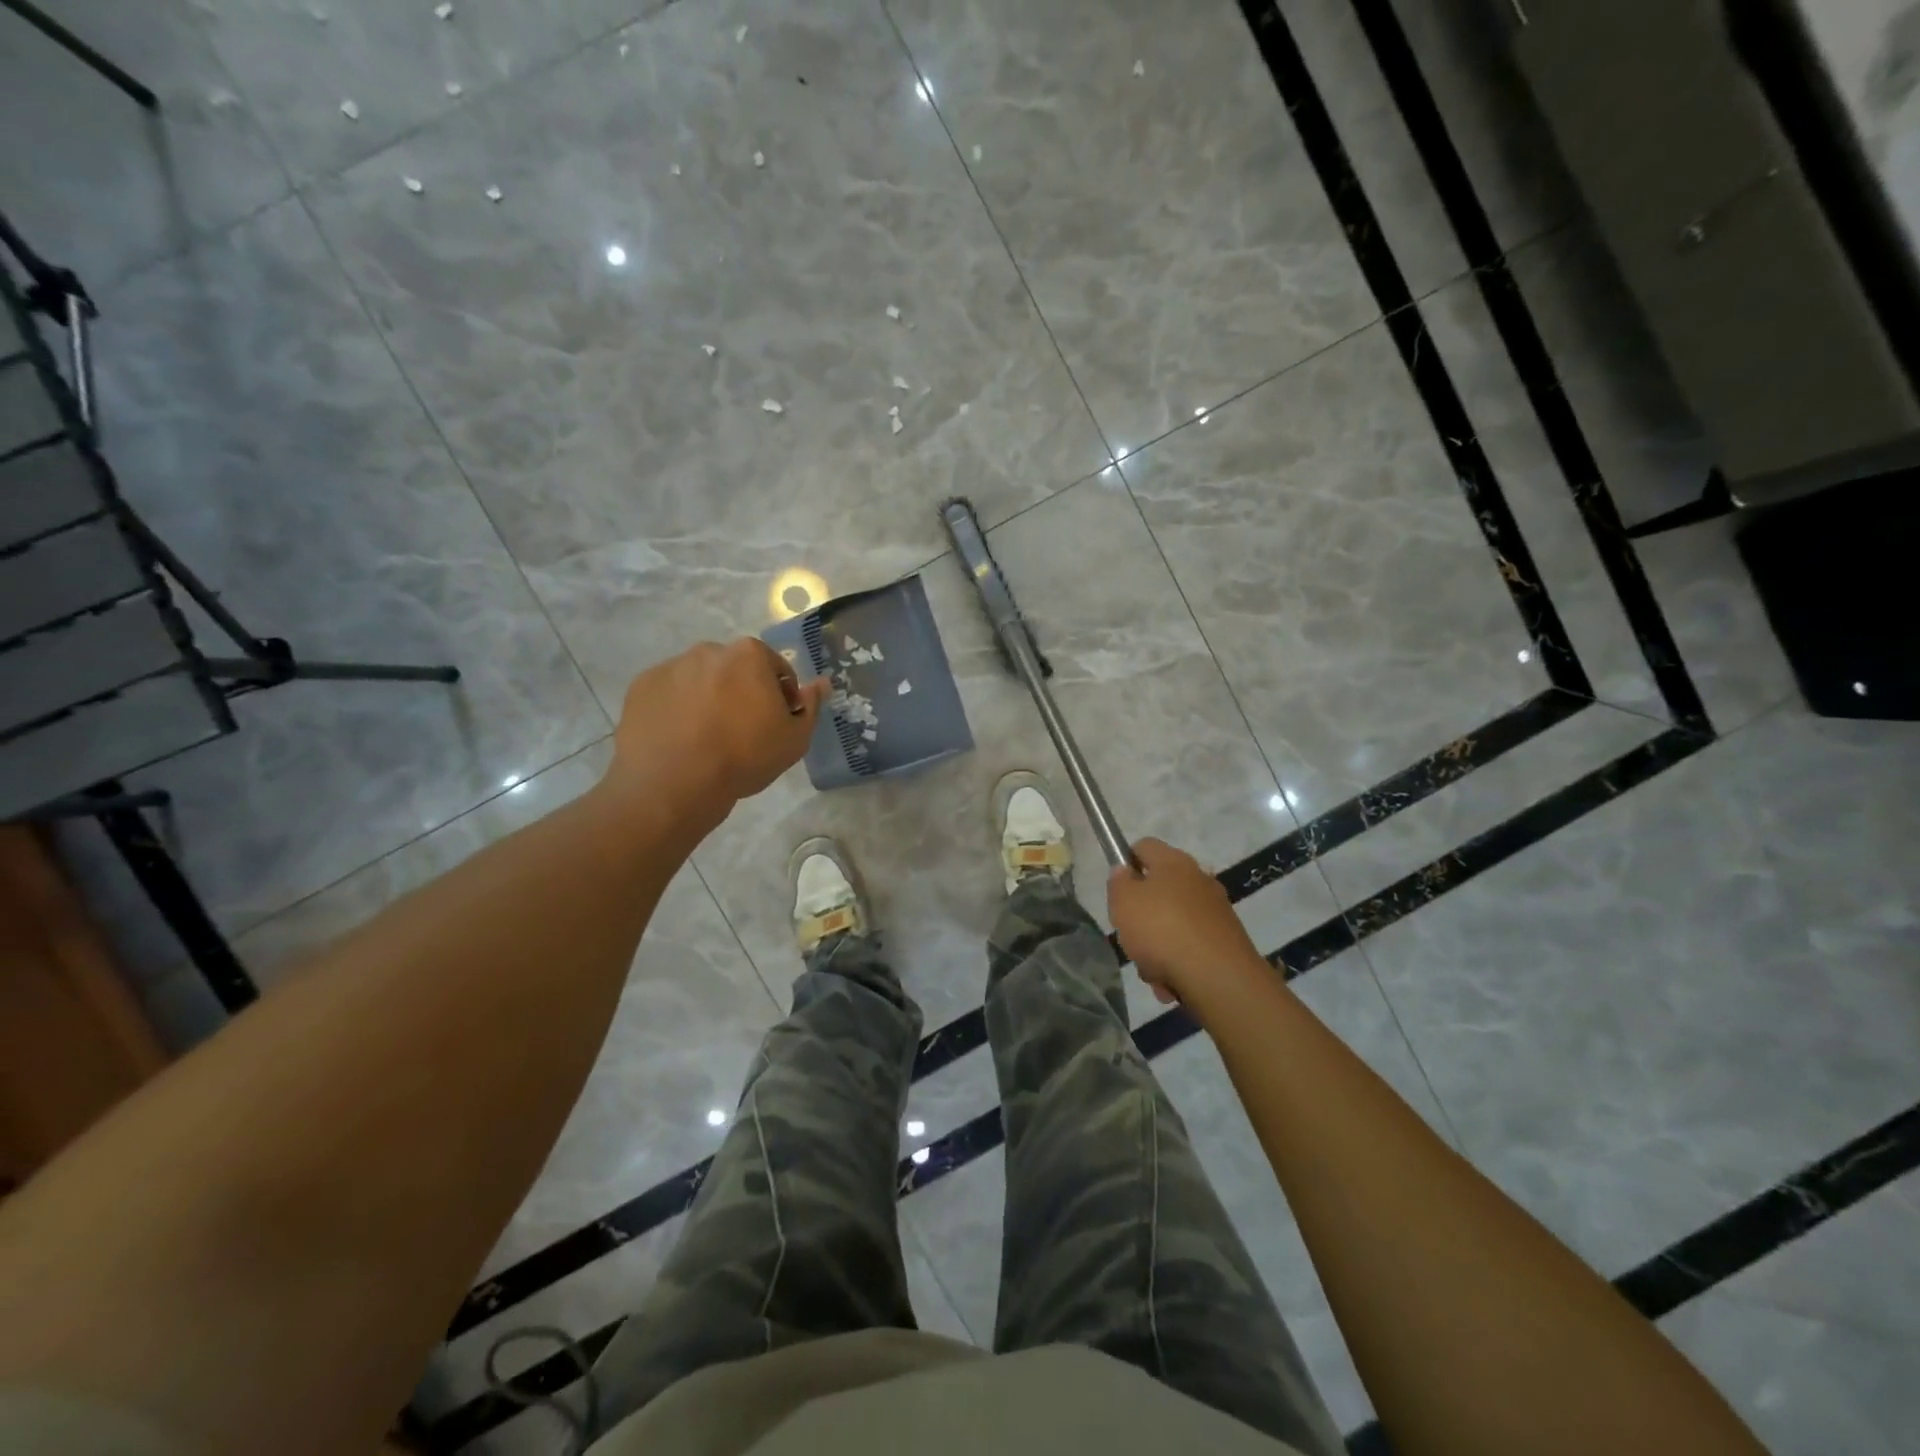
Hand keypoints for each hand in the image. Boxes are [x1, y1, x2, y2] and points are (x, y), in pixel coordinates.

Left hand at [608, 639, 829, 820]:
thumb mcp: (794, 740)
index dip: (782, 698)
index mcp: (749, 655)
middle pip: (735, 670)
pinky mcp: (641, 687)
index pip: (777, 669)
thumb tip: (820, 683)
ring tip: (706, 738)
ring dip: (708, 698)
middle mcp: (709, 650)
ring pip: (700, 680)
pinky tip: (680, 739)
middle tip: (742, 731)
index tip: (776, 724)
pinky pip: (669, 694)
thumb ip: (811, 707)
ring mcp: (671, 666)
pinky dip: (677, 709)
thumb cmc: (744, 758)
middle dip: (742, 692)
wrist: (674, 783)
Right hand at [1108, 838, 1265, 1008]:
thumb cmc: (1161, 929)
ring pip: (1174, 923)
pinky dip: (1179, 963)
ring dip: (1158, 947)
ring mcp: (1216, 911)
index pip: (1143, 846)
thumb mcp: (1123, 902)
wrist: (1218, 977)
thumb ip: (1119, 883)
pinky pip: (1192, 947)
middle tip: (1130, 936)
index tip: (1117, 889)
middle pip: (1159, 890)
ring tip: (1152, 971)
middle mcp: (1199, 879)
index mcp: (1173, 862)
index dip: (1125, 862)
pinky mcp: (1227, 940)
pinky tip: (1172, 983)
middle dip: (1142, 916)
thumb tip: (1125, 872)